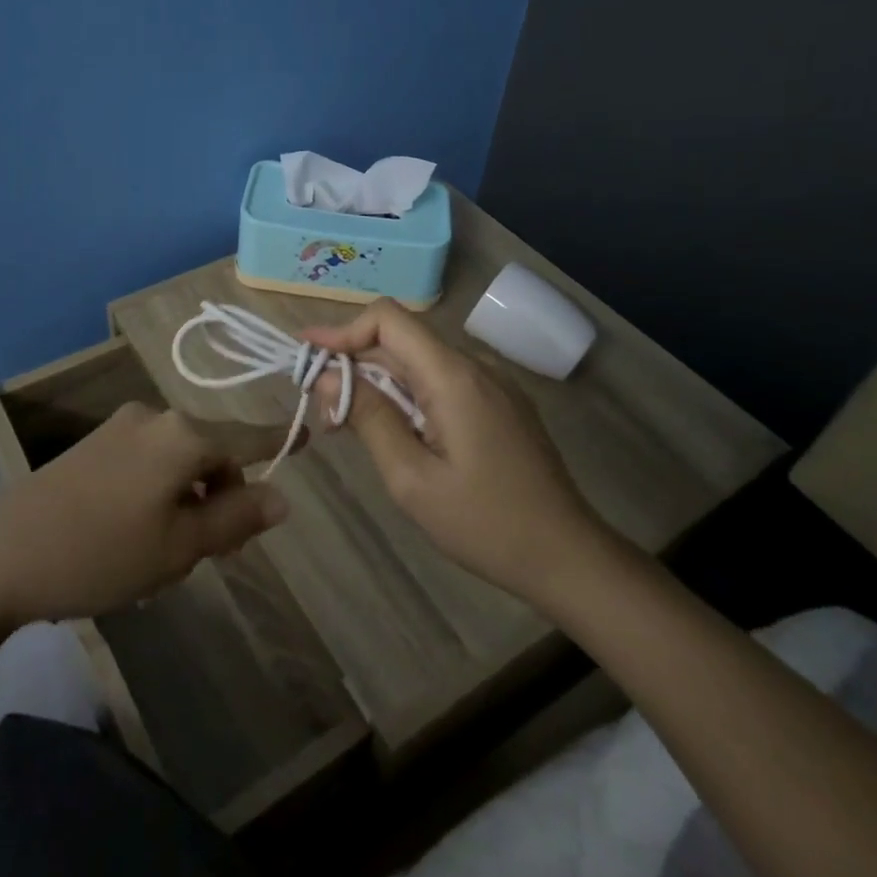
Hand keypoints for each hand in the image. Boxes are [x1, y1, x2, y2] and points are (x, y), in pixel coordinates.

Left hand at [0, 403, 289, 625]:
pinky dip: (160, 490)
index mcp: (182, 434)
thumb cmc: (100, 554)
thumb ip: (235, 518)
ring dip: (189, 496)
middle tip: (213, 553)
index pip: (247, 437)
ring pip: (178, 459)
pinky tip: (136, 534)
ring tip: (167, 552)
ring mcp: (120, 428)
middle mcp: (154, 417)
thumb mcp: (178, 547)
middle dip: (222, 493)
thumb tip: (281, 497)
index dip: (280, 441)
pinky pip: (147, 461)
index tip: (309, 435)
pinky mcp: (93, 445)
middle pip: (210, 450)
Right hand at [304, 299, 605, 603]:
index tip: (307, 356)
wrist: (569, 557)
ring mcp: (491, 382)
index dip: (342, 330)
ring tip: (349, 425)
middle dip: (353, 364)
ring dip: (379, 382)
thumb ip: (368, 418)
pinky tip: (394, 430)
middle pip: (400, 341)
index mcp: (453, 376)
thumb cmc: (485, 524)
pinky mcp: (499, 402)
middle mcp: (474, 365)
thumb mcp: (411, 478)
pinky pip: (441, 381)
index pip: (388, 318)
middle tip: (322, 408)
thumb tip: (327, 375)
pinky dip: (407, 394)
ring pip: (418, 362)